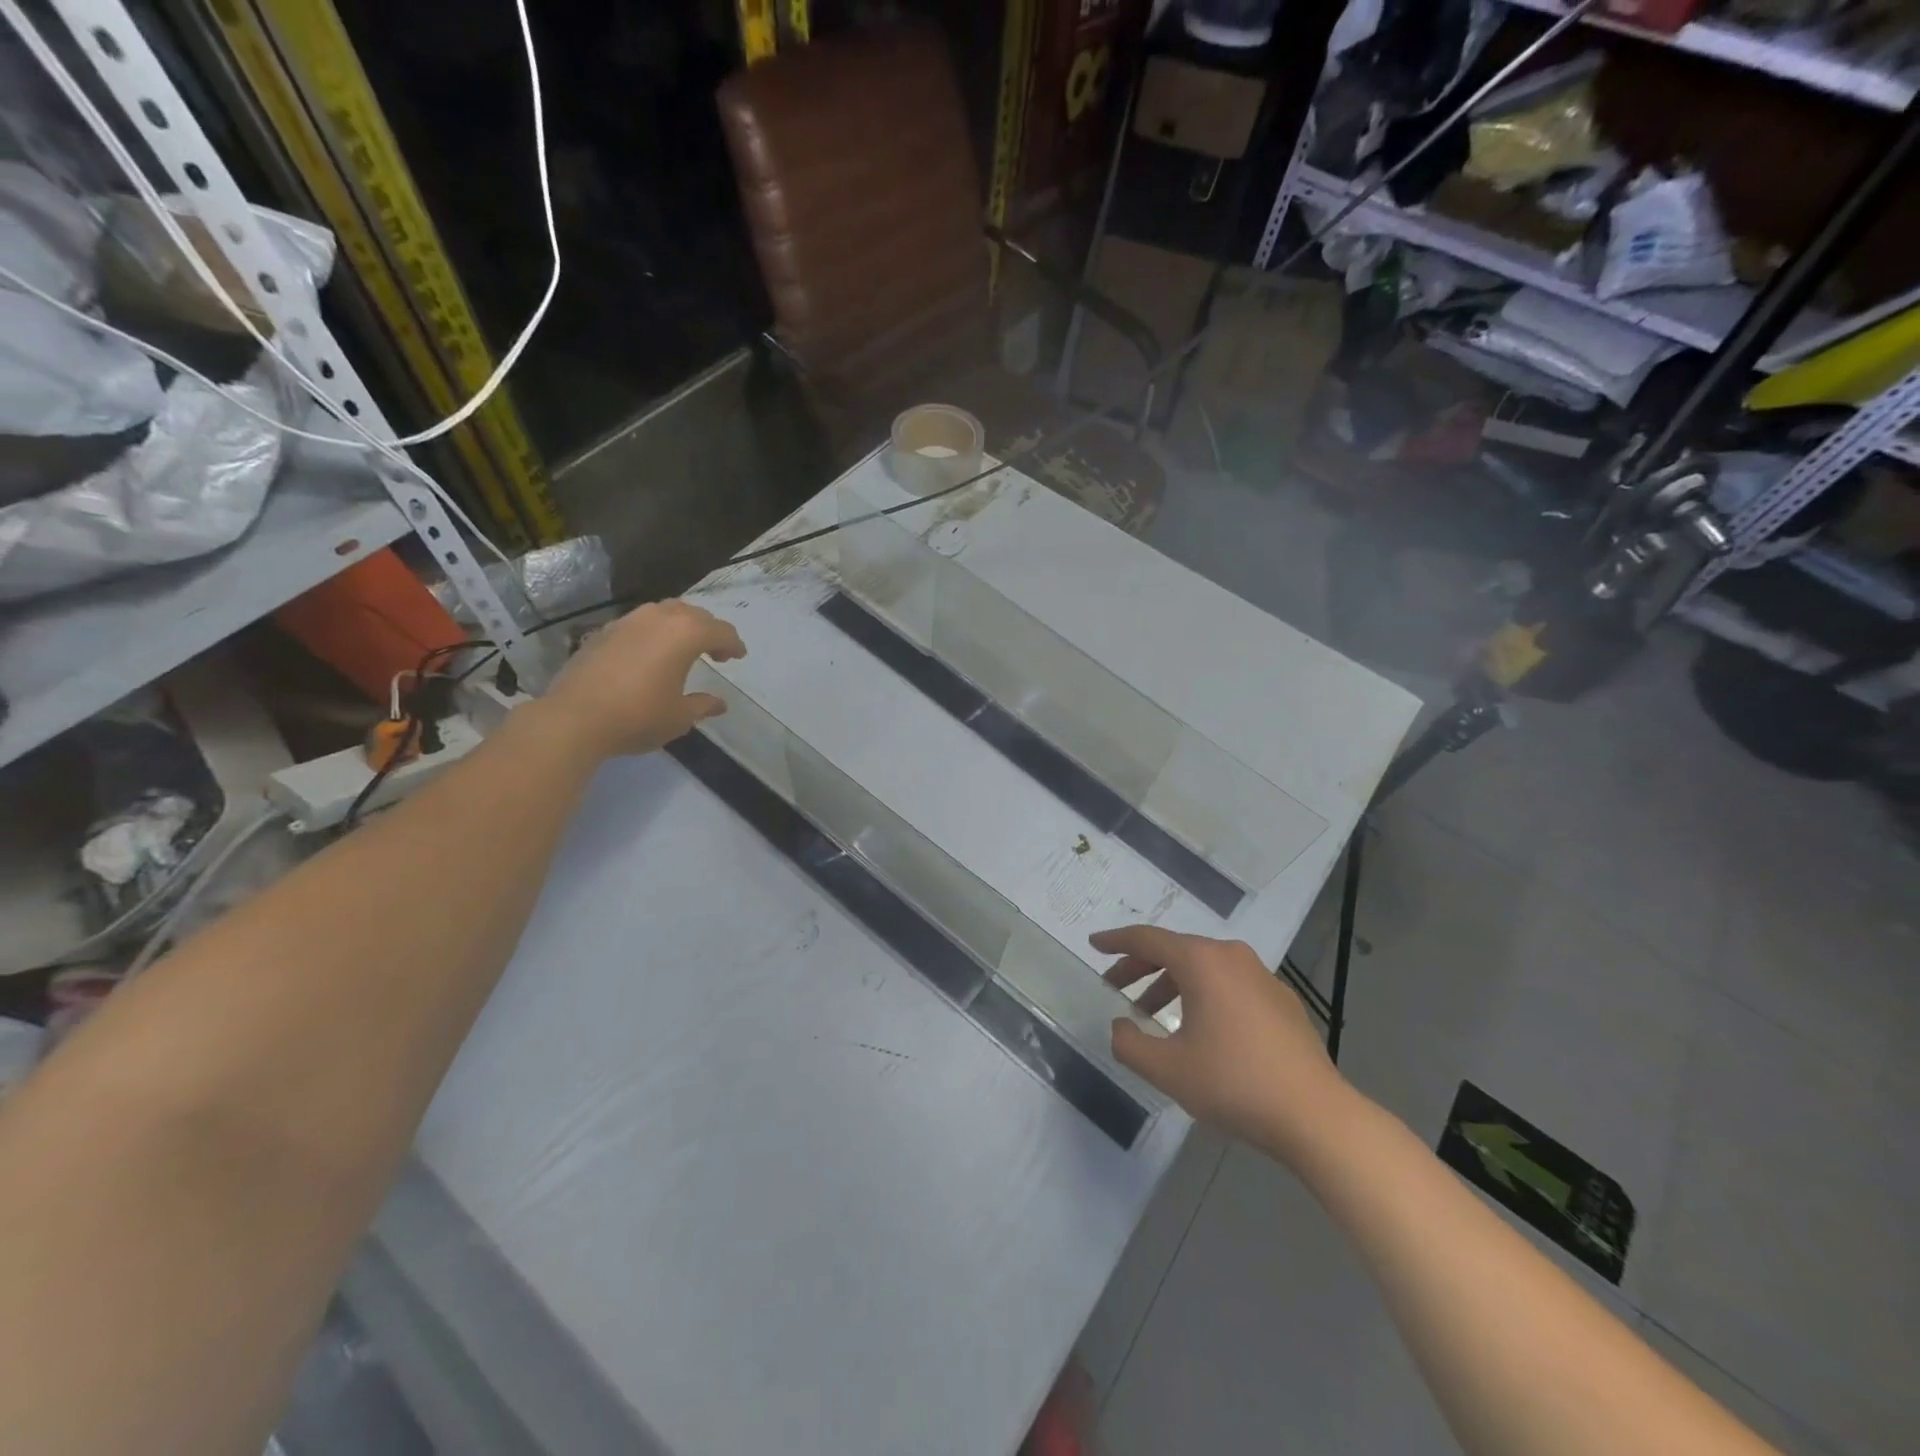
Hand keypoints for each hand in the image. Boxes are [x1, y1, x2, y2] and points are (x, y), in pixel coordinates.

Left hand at [538, 600, 745, 759]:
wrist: (575, 718)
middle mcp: (659, 618)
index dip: (733, 644)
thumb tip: (719, 703)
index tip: (739, 656)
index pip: (720, 631)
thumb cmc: (638, 716)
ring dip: (680, 626)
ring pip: (664, 613)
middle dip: (709, 631)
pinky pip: (640, 623)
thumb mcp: (680, 716)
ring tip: (683, 648)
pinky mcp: (604, 631)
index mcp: (686, 634)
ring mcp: (628, 621)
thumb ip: (702, 705)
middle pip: (694, 615)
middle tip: (716, 652)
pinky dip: (654, 633)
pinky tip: (651, 654)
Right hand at [1095, 925, 1355, 1163]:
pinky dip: (1203, 996)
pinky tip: (1199, 1029)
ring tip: (1152, 1016)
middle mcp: (1231, 957)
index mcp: (1201, 961)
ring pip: (1204, 968)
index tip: (1094, 945)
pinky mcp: (1281, 1001)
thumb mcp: (1167, 1069)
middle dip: (1140, 968)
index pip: (1147, 939)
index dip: (1116, 942)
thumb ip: (1130, 1043)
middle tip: (1115, 988)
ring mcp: (1261, 977)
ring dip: (1171, 985)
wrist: (1316, 1116)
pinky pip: (1229, 985)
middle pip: (1175, 951)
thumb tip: (1120, 1026)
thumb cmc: (1234, 1083)